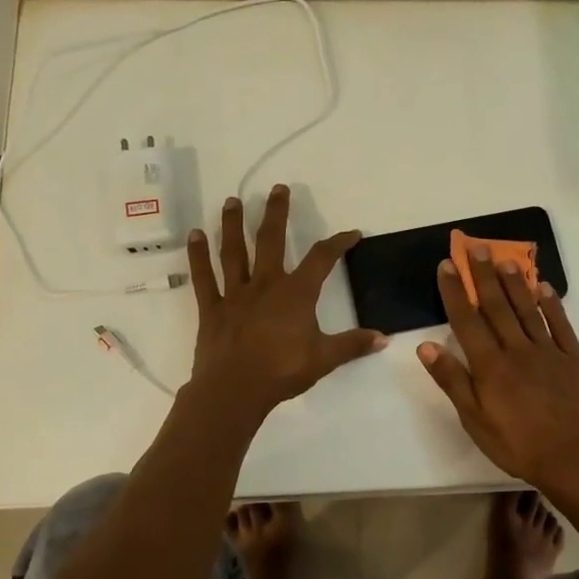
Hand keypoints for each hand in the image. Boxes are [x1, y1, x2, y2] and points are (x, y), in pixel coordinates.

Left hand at [185, 186, 385, 412]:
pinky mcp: (213, 308)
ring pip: (234, 252)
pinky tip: (194, 235)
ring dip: (233, 225)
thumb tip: (384, 339)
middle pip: (271, 240)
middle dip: (277, 213)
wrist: (235, 390)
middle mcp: (266, 284)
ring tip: (232, 201)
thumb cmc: (282, 371)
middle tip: (278, 188)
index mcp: (296, 293)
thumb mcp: (324, 359)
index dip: (338, 243)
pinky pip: (204, 277)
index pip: (322, 259)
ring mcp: (236, 294)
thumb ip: (353, 345)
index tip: (352, 233)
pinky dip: (198, 256)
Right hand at [416, 245, 578, 489]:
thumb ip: (453, 381)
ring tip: (504, 257)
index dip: (456, 292)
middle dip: (484, 275)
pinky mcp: (574, 359)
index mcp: (490, 365)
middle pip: (497, 306)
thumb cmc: (519, 446)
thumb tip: (426, 347)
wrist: (576, 459)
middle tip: (475, 246)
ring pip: (527, 309)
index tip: (447, 265)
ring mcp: (548, 351)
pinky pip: (560, 325)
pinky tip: (544, 288)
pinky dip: (551, 304)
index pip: (467, 321)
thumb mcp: (475, 421)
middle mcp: (517, 350)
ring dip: (515, 282)